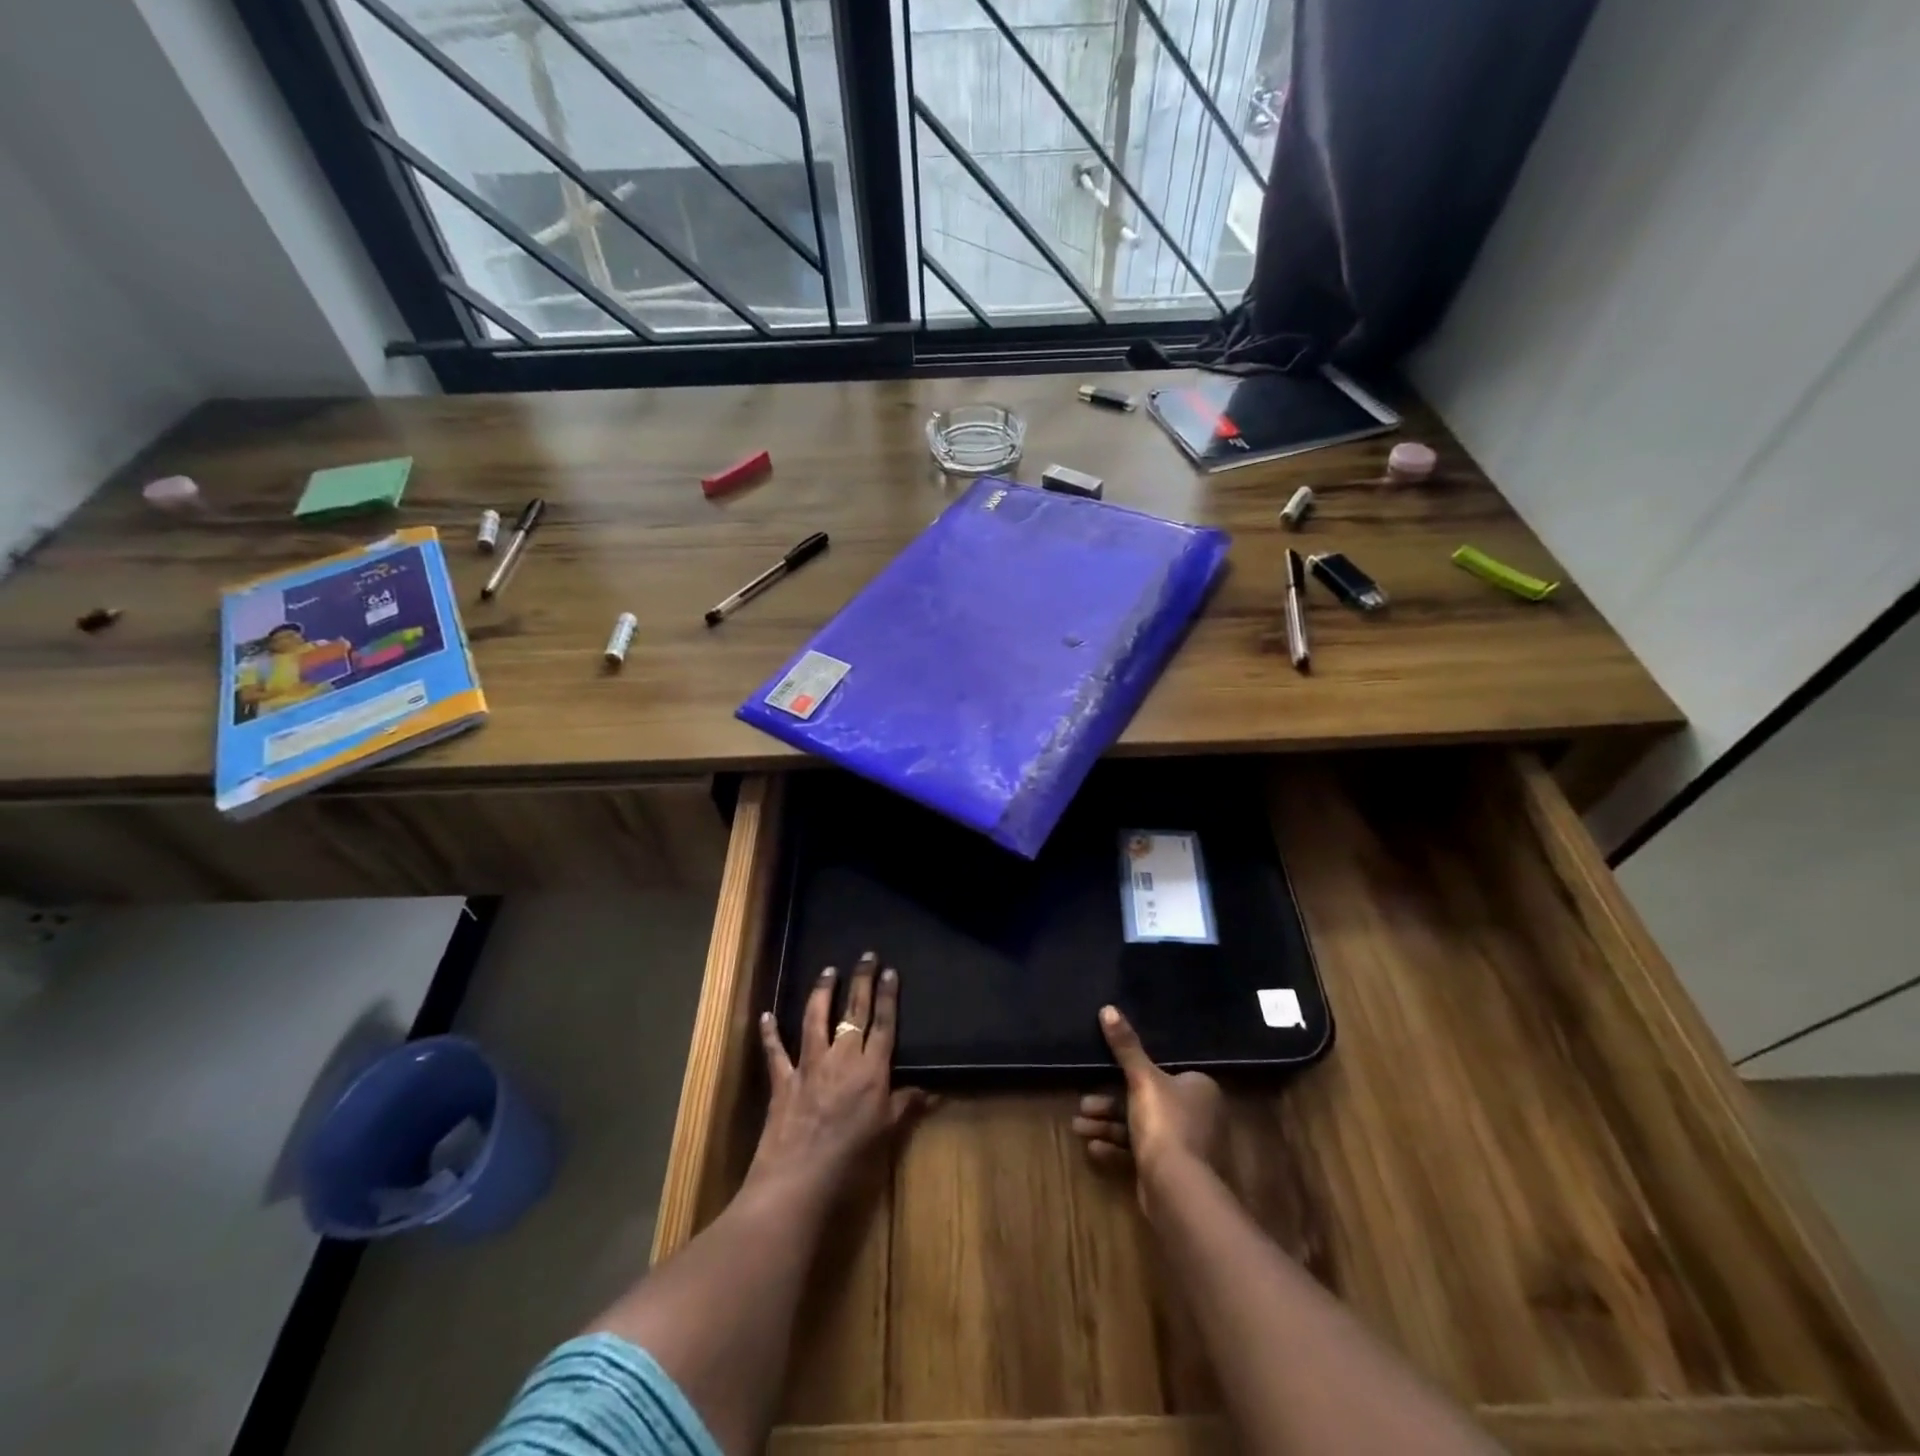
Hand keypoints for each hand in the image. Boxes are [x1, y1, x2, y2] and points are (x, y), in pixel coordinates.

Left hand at [746, 952, 928, 1205]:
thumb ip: (905, 1106)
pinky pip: (776, 1051)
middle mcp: (842, 1058)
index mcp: (871, 1070)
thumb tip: (931, 1091)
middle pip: (854, 1012)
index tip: (890, 971)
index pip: (884, 1024)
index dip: (888, 996)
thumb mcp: (886, 1133)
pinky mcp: (783, 1080)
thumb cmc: (851, 1159)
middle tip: (866, 956)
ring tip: (828, 971)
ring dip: (822, 993)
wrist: (800, 1179)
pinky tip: (767, 1015)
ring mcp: (810, 1065)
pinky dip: (770, 1033)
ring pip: (816, 1019)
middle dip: (861, 981)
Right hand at [1073, 1005, 1223, 1206]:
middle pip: (1145, 1101)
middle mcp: (1198, 1115)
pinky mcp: (1172, 1172)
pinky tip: (1091, 1146)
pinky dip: (1116, 1148)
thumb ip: (1126, 1047)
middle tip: (1082, 1103)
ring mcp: (1187, 1146)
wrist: (1178, 1190)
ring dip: (1107, 1125)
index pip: (1164, 1071)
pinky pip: (1140, 1152)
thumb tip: (1108, 1008)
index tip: (1102, 1072)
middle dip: (1109, 1103)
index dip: (1131, 1072)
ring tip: (1077, 1126)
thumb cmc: (1165, 1123)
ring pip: (1139, 1128)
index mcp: (1199, 1088)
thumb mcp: (1141, 1079)